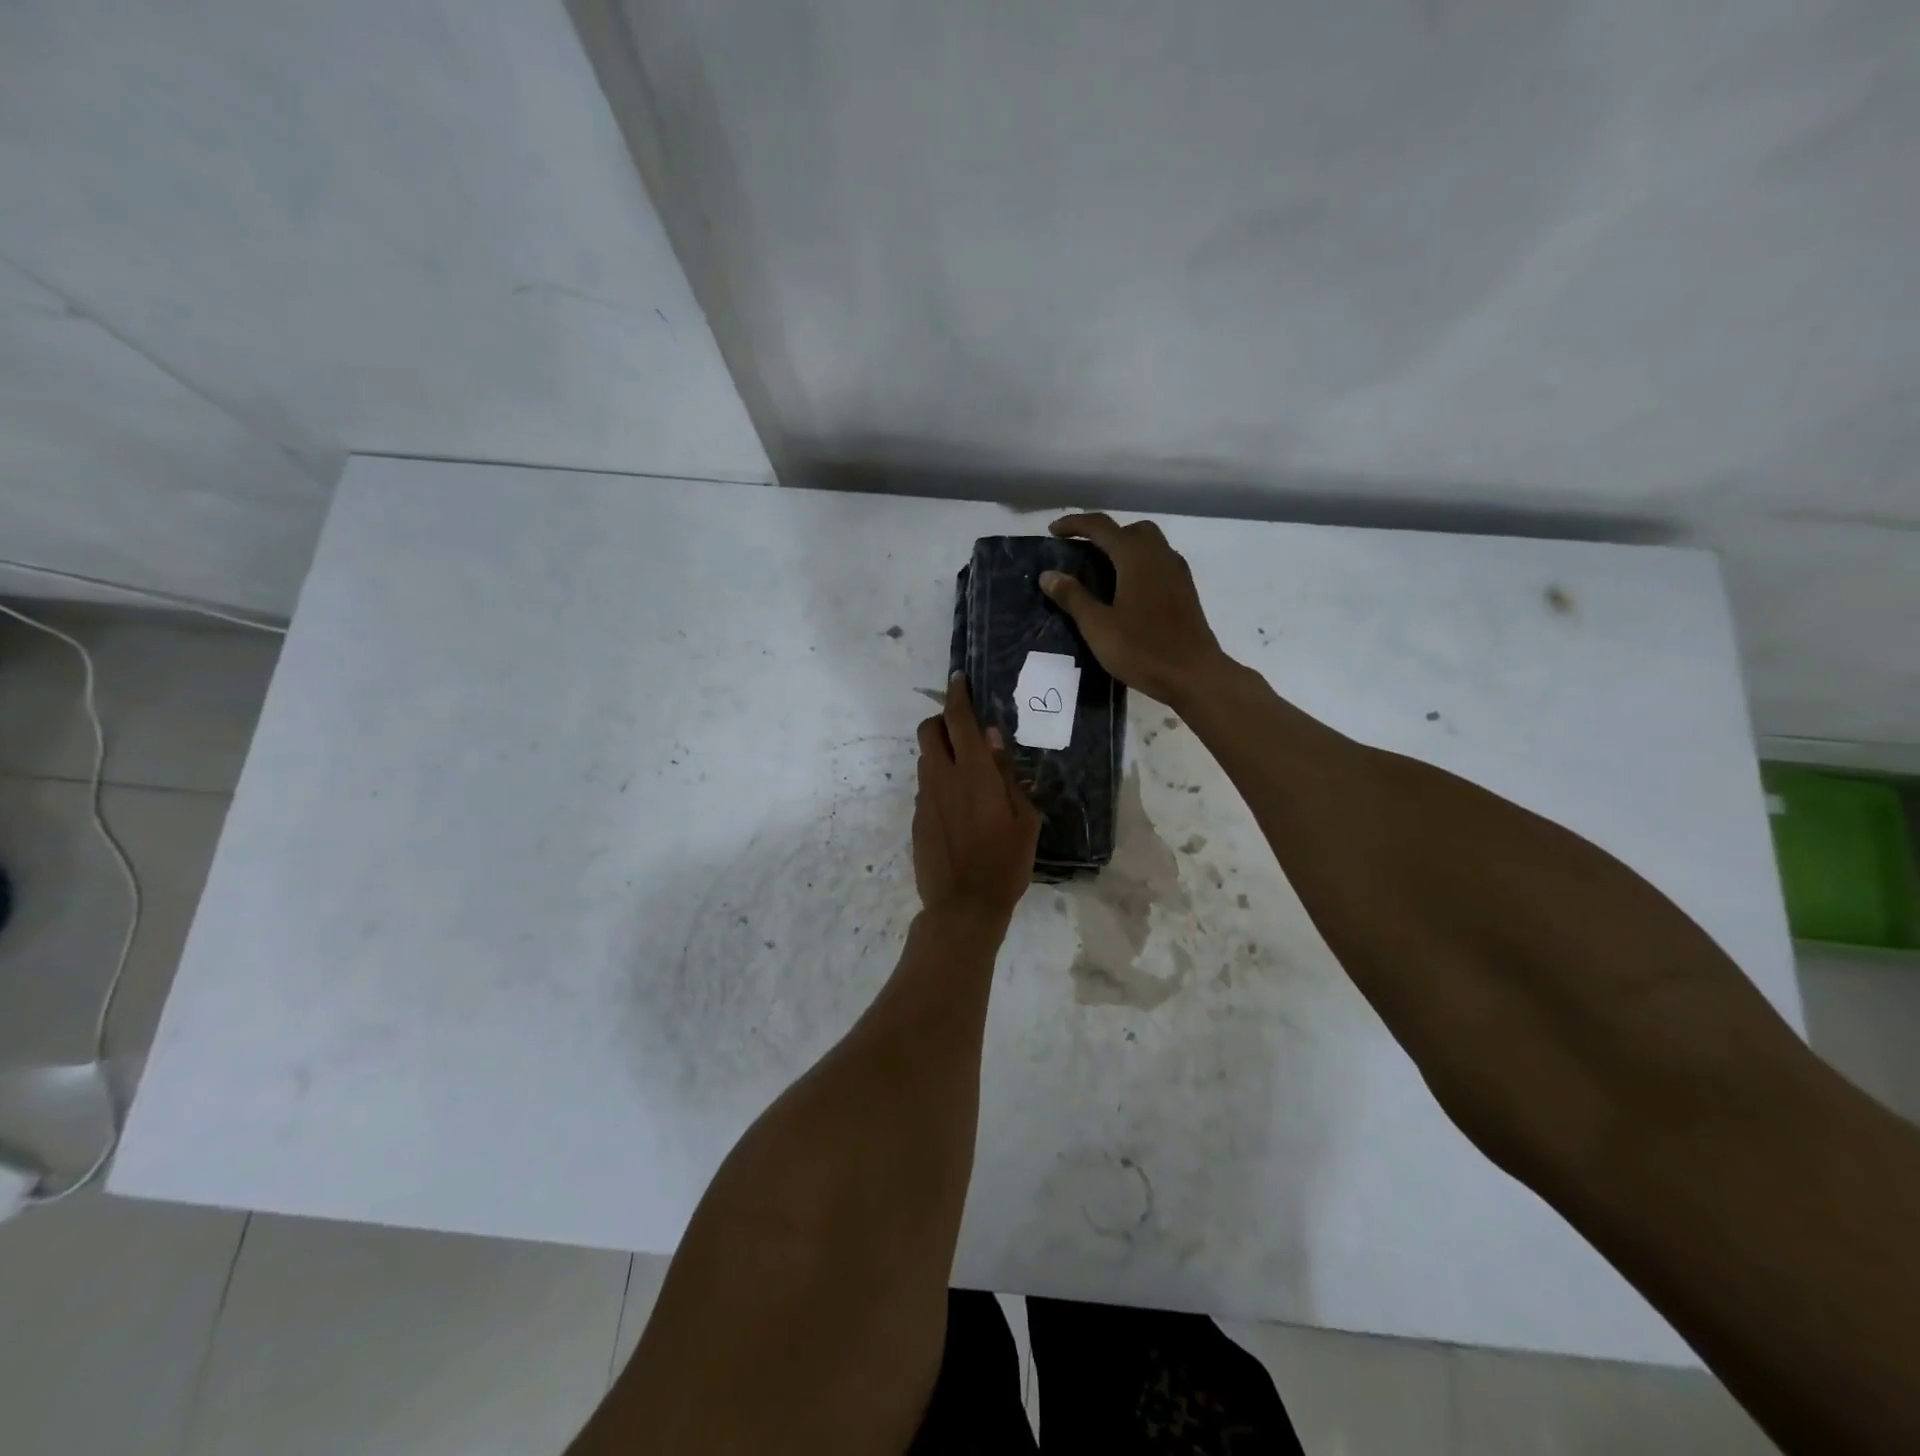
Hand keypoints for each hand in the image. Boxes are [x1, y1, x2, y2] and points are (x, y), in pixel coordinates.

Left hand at [913, 673, 1041, 926]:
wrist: (963, 906)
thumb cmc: (1005, 862)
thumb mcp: (1024, 818)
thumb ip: (1007, 773)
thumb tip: (992, 736)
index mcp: (973, 773)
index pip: (958, 719)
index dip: (957, 694)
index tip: (959, 679)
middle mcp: (942, 777)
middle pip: (928, 730)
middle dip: (942, 720)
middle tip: (965, 732)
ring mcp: (925, 798)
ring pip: (925, 758)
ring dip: (941, 751)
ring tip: (967, 772)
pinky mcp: (917, 818)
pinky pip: (926, 786)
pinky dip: (939, 781)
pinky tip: (959, 806)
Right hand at [1040, 513, 1228, 706]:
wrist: (1194, 674)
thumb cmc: (1142, 649)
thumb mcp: (1098, 626)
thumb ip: (1072, 597)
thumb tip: (1048, 574)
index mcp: (1135, 557)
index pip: (1101, 526)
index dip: (1074, 525)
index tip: (1052, 532)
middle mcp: (1159, 554)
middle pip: (1129, 530)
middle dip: (1103, 534)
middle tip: (1080, 553)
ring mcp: (1176, 571)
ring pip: (1148, 544)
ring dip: (1123, 548)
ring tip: (1101, 572)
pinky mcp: (1184, 590)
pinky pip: (1158, 562)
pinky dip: (1138, 564)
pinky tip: (1126, 591)